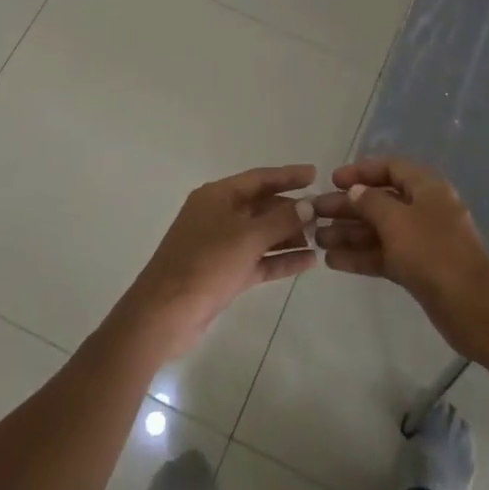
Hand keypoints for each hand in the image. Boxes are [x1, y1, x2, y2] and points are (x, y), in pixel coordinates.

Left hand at [113, 166, 316, 360]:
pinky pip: (258, 259)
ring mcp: (220, 245)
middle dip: (292, 210)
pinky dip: (280, 259)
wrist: (164, 315)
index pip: (259, 178)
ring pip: (262, 234)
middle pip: (261, 206)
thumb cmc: (205, 264)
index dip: (287, 176)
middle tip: (324, 213)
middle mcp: (219, 215)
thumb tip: (308, 205)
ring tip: (322, 237)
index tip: (315, 174)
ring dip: (289, 235)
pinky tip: (309, 261)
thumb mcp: (247, 237)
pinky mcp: (224, 273)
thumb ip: (281, 220)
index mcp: (218, 196)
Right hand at [311, 156, 488, 358]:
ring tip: (317, 238)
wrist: (472, 306)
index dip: (361, 171)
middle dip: (348, 206)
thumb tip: (356, 191)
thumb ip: (371, 202)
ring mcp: (420, 240)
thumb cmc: (433, 251)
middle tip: (315, 212)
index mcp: (426, 187)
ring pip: (378, 230)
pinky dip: (360, 256)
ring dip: (349, 232)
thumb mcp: (397, 220)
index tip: (333, 180)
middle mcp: (423, 209)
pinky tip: (332, 261)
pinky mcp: (416, 268)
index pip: (391, 168)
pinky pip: (383, 255)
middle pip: (380, 200)